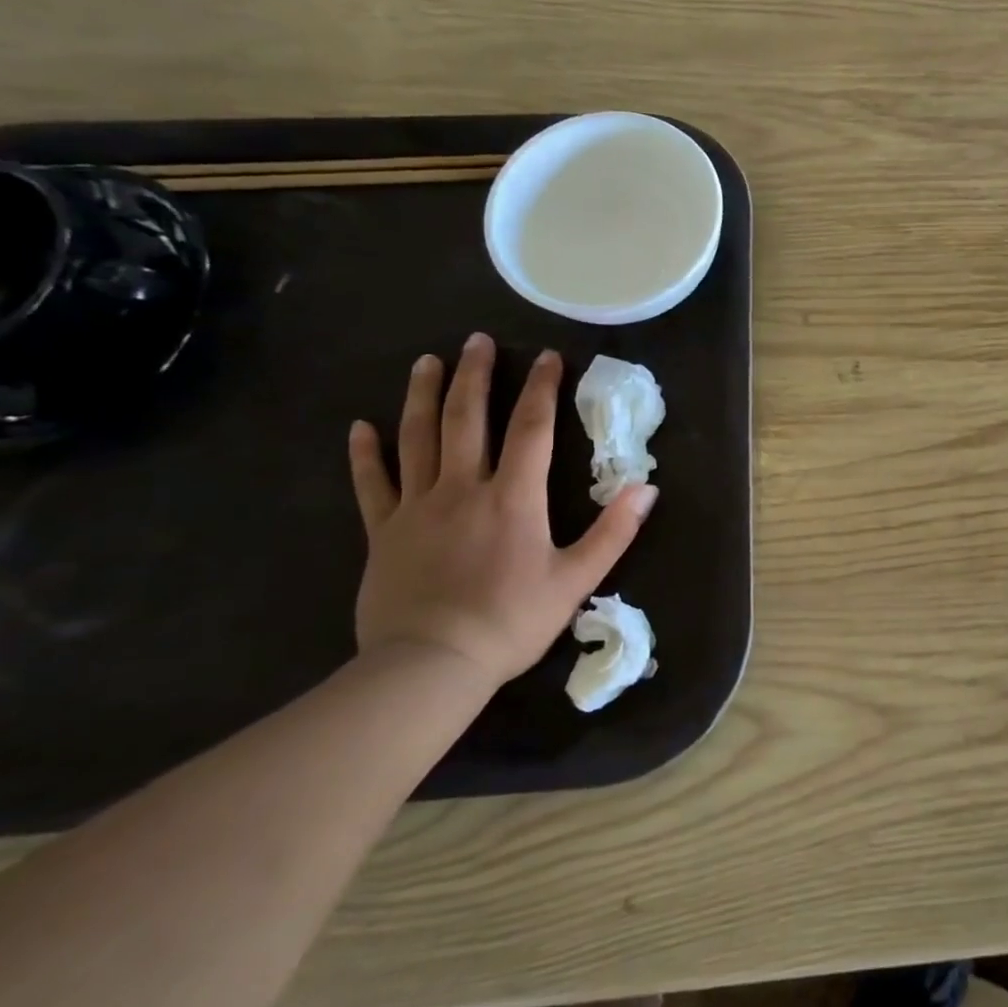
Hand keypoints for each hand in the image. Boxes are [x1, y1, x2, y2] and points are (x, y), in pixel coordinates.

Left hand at [346, 333, 655, 687]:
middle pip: (468, 420)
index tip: (549, 356)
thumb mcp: (576, 579)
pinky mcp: (383, 533)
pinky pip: (372, 485)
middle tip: (477, 340)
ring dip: (423, 397)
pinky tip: (361, 427)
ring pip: (417, 439)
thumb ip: (613, 531)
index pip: (531, 429)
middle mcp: (462, 489)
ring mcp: (416, 508)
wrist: (430, 666)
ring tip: (427, 361)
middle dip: (475, 376)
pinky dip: (366, 454)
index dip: (542, 389)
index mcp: (513, 497)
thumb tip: (647, 488)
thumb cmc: (511, 620)